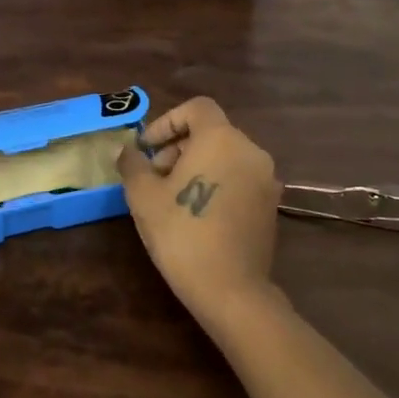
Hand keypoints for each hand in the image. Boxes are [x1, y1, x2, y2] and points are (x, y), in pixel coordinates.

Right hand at [118, 97, 281, 321]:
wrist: (230, 289)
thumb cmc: (182, 233)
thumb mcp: (143, 196)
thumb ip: (133, 164)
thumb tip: (128, 151)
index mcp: (221, 139)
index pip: (196, 108)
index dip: (167, 121)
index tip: (147, 148)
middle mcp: (250, 150)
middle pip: (211, 132)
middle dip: (178, 146)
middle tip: (154, 176)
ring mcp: (265, 179)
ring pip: (225, 156)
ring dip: (196, 165)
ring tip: (171, 196)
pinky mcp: (270, 205)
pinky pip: (239, 178)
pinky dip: (216, 182)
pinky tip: (196, 213)